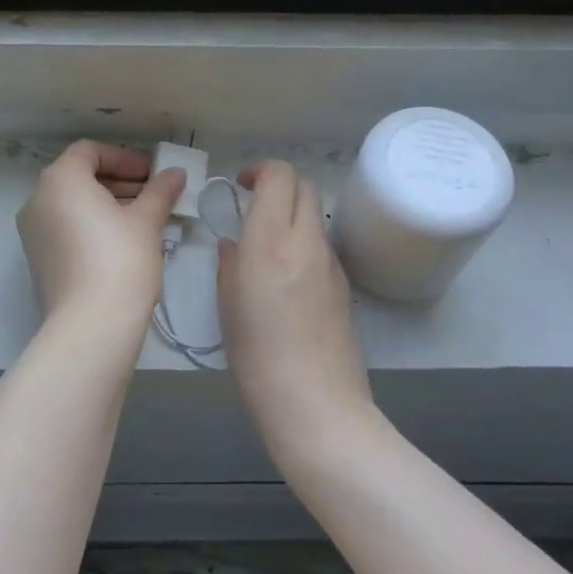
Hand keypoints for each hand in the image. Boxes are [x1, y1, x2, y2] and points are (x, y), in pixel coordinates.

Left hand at [18, 141, 184, 330]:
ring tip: (145, 219)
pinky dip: (92, 225)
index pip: (90, 151)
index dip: (125, 158)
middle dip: (119, 182)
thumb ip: (161, 190)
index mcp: (60, 180)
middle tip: (154, 195)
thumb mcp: (147, 220)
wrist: (91, 325)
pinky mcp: (38, 260)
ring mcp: (33, 232)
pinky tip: (124, 242)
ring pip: (73, 205)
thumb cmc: (121, 258)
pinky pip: (66, 228)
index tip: (152, 174)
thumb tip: (175, 173)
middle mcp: (38, 200)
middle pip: (79, 177)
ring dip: (108, 204)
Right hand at [217, 161, 376, 468]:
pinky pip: (322, 244)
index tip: (241, 186)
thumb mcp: (228, 306)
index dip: (260, 171)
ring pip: (316, 214)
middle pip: (304, 185)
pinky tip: (287, 276)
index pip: (280, 175)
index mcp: (271, 241)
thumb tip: (235, 244)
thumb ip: (230, 263)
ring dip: (293, 212)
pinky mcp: (344, 283)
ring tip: (268, 242)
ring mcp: (331, 262)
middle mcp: (307, 241)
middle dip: (279, 184)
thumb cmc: (258, 357)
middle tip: (254, 205)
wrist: (316, 403)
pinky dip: (304, 240)